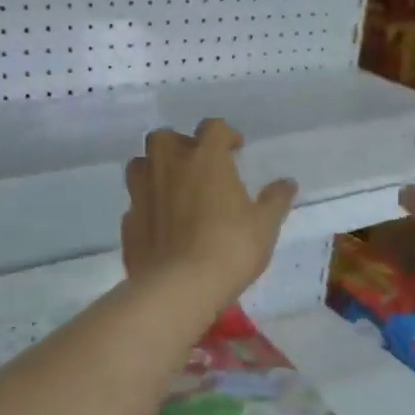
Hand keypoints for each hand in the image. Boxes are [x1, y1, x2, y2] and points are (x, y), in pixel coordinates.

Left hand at [122, 119, 297, 304]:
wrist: (179, 287)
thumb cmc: (230, 248)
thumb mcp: (264, 226)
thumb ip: (275, 200)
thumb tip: (287, 183)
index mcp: (205, 159)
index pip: (213, 128)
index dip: (225, 134)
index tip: (235, 149)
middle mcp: (168, 166)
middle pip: (165, 137)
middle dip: (180, 144)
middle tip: (196, 164)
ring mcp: (142, 193)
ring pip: (140, 165)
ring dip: (155, 169)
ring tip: (172, 188)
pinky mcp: (128, 221)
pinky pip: (135, 203)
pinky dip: (147, 206)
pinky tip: (160, 223)